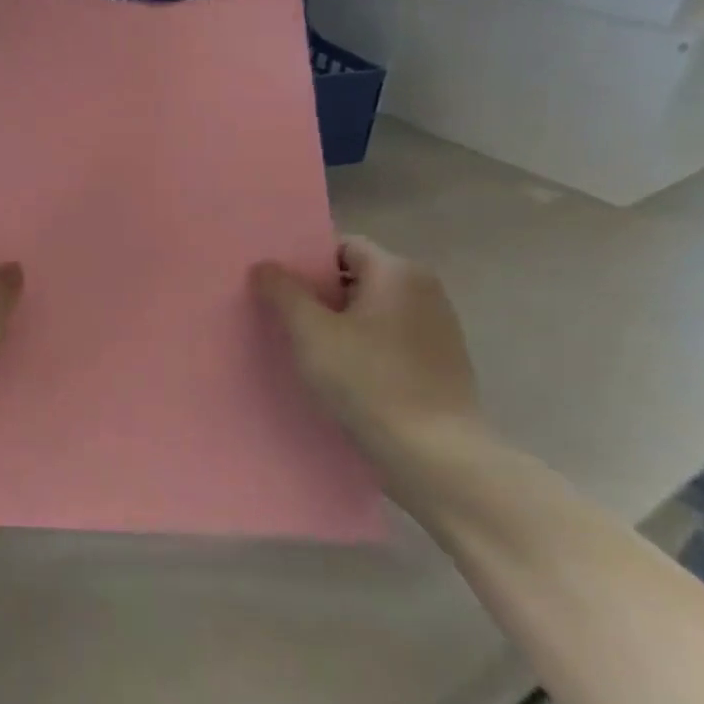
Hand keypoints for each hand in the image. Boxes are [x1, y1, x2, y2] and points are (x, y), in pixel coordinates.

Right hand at [250, 237, 480, 463]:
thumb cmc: (369, 382)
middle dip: (318, 293)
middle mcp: (424, 291)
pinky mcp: (439, 364)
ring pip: (370, 311)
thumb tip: (264, 266)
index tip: (275, 284)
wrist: (436, 457)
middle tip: (279, 314)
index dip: (305, 261)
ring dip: (337, 322)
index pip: (342, 247)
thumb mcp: (311, 332)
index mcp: (398, 272)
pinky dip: (361, 347)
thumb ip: (283, 291)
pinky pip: (387, 340)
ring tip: (303, 346)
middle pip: (356, 277)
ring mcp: (437, 329)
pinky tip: (338, 373)